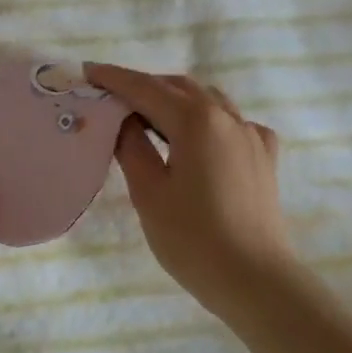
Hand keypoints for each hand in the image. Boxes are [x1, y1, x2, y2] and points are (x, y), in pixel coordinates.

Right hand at [85, 64, 296, 315]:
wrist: (255, 281)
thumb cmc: (192, 239)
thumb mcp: (148, 193)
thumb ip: (132, 147)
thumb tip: (123, 120)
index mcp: (195, 120)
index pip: (145, 88)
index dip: (114, 79)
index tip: (88, 71)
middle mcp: (227, 117)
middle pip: (179, 87)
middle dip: (144, 86)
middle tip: (112, 96)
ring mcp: (250, 135)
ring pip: (209, 100)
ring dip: (176, 98)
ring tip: (149, 113)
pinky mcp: (263, 157)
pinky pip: (233, 123)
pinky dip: (208, 119)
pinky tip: (199, 138)